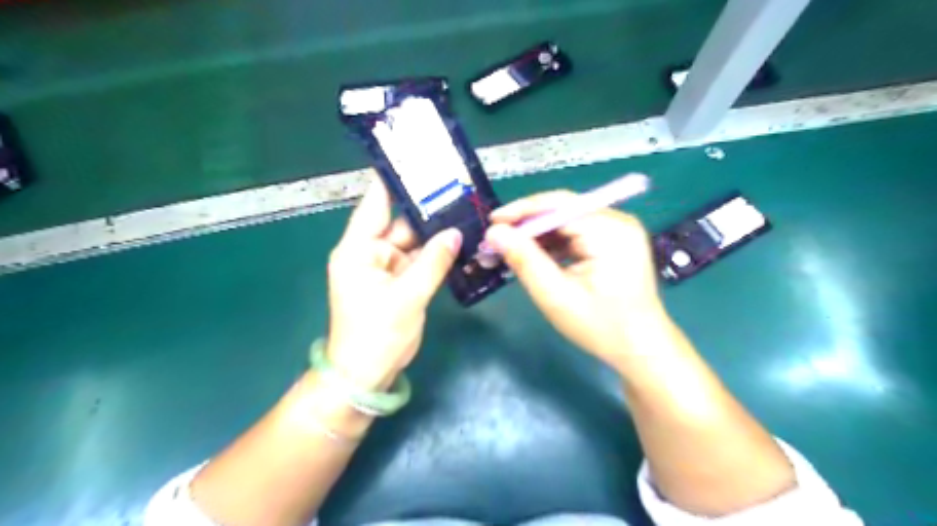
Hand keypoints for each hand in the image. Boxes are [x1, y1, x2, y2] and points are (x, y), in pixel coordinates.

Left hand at [326, 182, 462, 389]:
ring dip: (436, 233)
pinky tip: (459, 241)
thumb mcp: (407, 297)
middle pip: (400, 222)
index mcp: (358, 249)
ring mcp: (386, 268)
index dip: (393, 180)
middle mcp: (370, 253)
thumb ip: (433, 262)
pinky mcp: (399, 282)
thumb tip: (455, 233)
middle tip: (458, 189)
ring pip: (413, 242)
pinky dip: (436, 254)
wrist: (367, 375)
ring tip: (465, 211)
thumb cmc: (377, 335)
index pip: (375, 203)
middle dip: (427, 209)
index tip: (416, 158)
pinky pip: (419, 261)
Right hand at [487, 188, 670, 365]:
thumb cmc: (601, 327)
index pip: (558, 206)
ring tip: (508, 251)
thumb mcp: (556, 296)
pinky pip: (576, 234)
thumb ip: (524, 260)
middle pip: (561, 211)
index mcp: (609, 230)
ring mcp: (617, 231)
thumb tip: (494, 232)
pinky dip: (552, 245)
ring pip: (566, 222)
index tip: (491, 223)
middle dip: (526, 226)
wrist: (641, 349)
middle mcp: (617, 221)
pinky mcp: (613, 242)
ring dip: (536, 236)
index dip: (521, 212)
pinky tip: (532, 257)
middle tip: (495, 241)